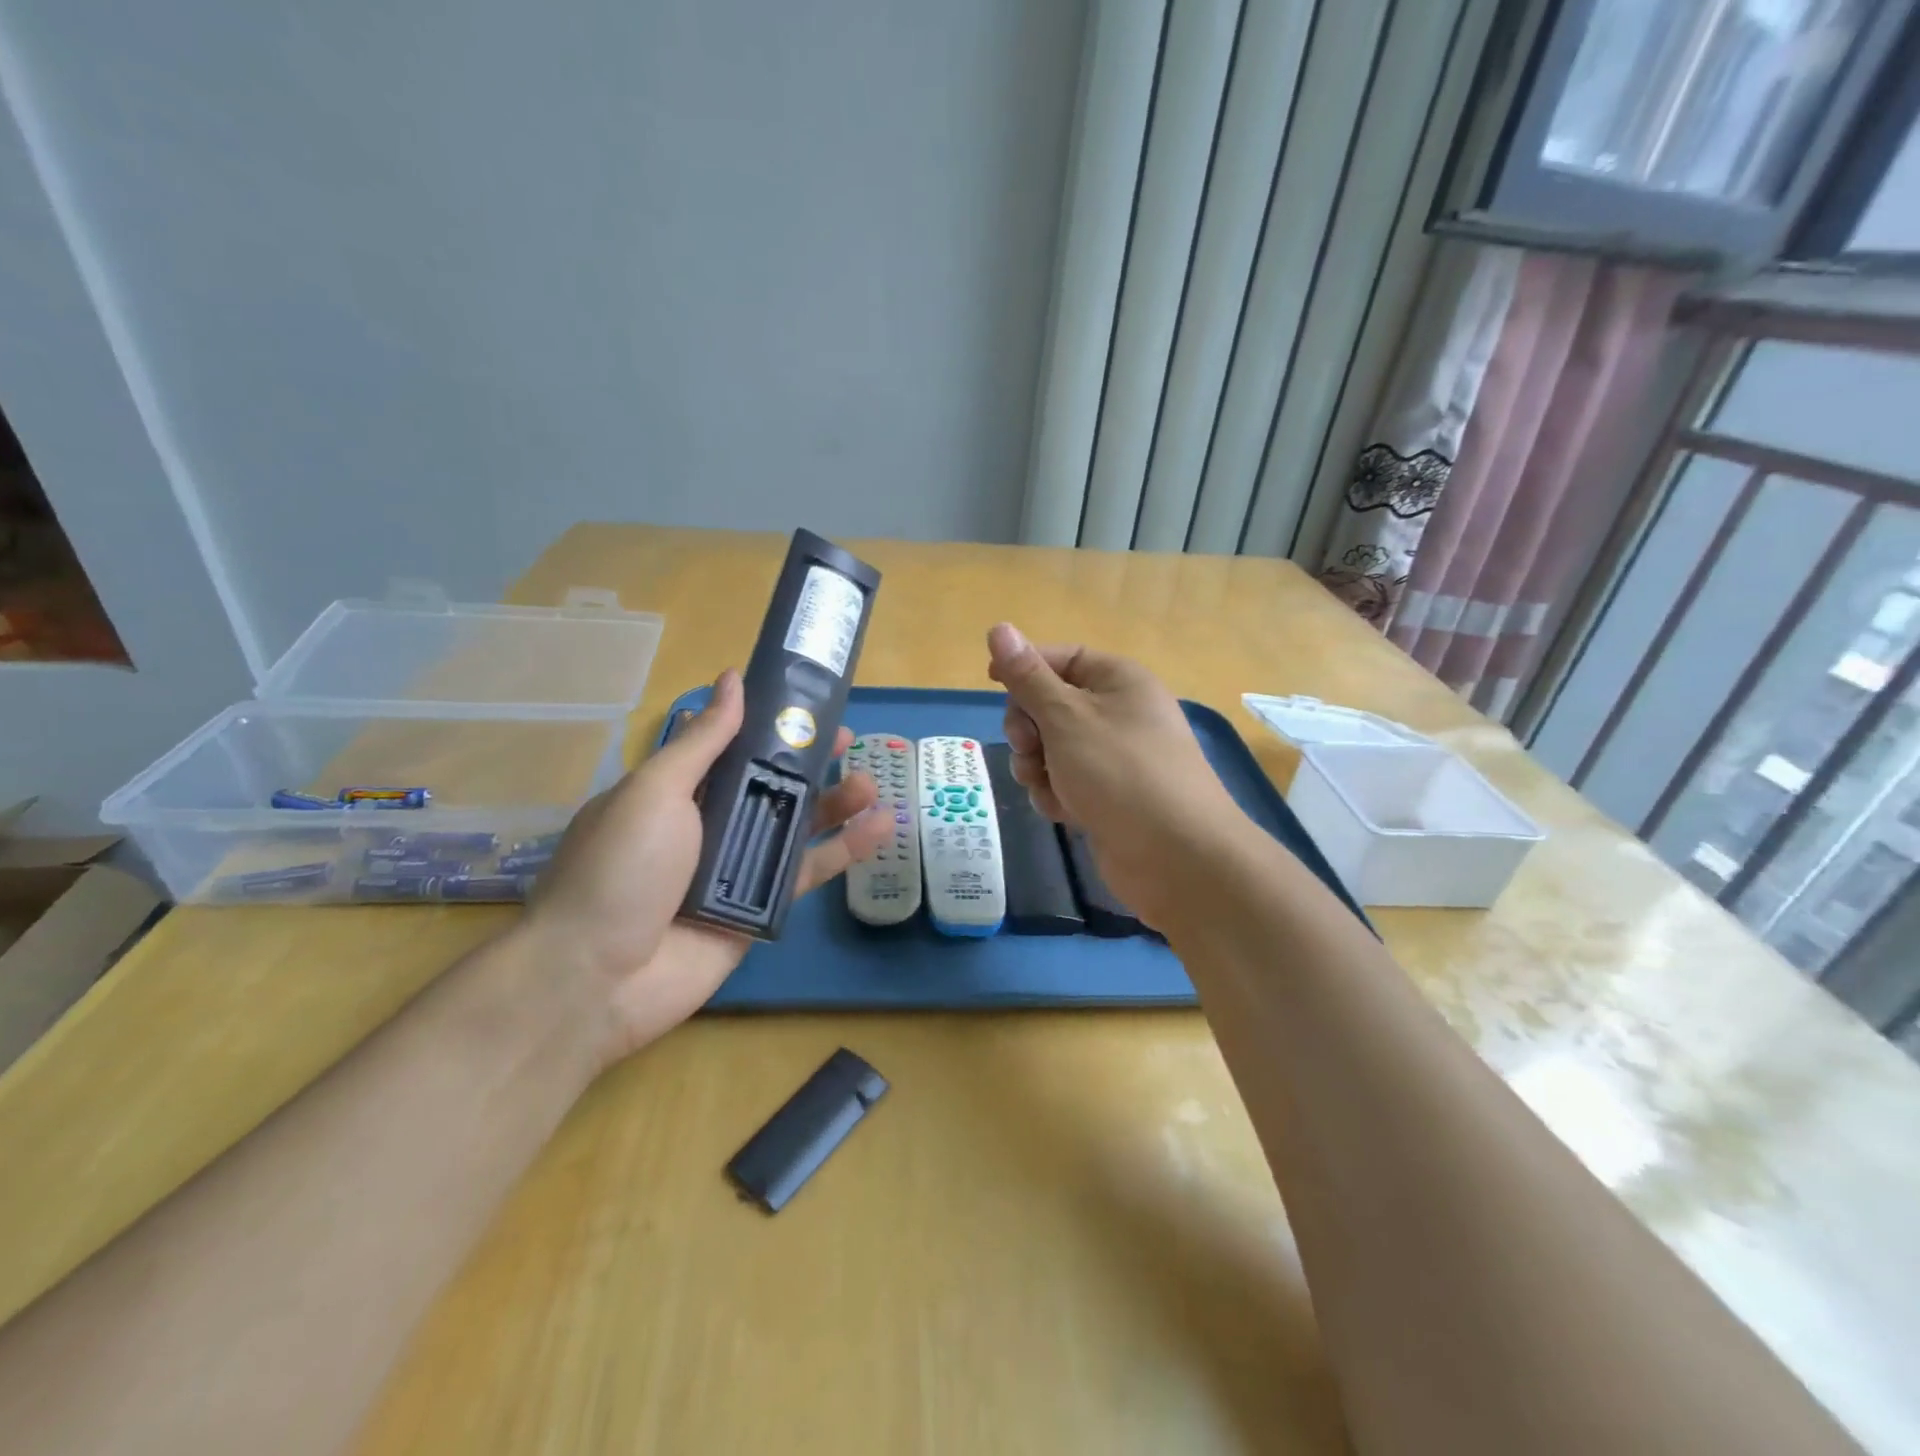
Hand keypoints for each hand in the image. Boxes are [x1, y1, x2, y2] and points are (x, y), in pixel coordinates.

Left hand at [524, 670, 889, 1063]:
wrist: (596, 978)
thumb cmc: (621, 867)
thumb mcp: (656, 791)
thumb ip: (704, 741)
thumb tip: (733, 679)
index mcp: (678, 791)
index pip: (735, 748)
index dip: (773, 727)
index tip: (811, 708)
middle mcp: (709, 825)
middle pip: (772, 786)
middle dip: (813, 763)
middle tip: (853, 742)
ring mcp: (735, 868)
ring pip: (796, 828)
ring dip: (836, 804)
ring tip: (872, 785)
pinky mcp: (759, 908)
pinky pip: (805, 873)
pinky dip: (844, 852)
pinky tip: (880, 829)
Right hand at [986, 623, 1241, 932]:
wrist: (1175, 856)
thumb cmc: (1119, 772)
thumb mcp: (1066, 717)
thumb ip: (1028, 677)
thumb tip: (999, 627)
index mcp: (1118, 680)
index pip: (1061, 657)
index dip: (1025, 666)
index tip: (992, 683)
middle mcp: (1119, 712)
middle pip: (1051, 704)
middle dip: (1029, 727)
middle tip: (1029, 747)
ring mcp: (1115, 757)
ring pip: (1052, 748)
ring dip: (1037, 765)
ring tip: (1046, 785)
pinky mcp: (1109, 795)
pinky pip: (1066, 781)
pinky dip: (1056, 793)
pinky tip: (1063, 811)